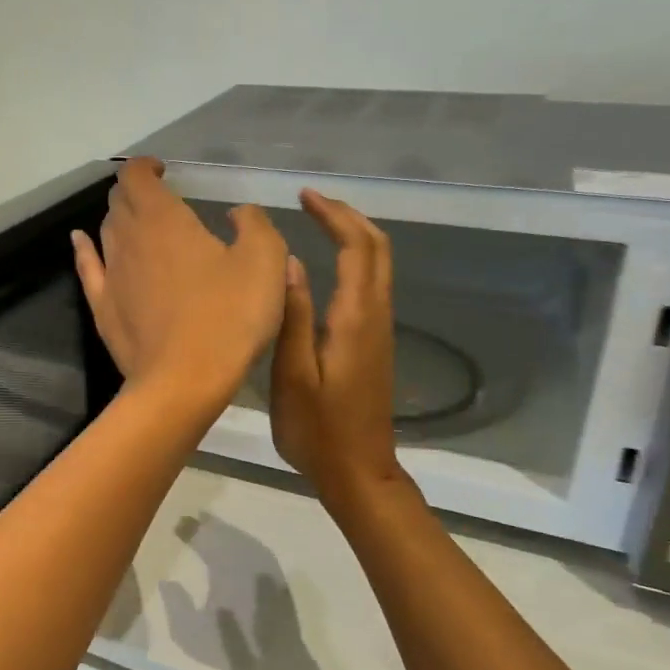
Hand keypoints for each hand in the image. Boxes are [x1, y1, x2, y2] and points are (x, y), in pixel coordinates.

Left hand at [72, 157, 287, 410]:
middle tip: (158, 198)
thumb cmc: (228, 317)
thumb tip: (238, 213)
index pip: (137, 176)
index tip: (164, 170)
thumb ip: (254, 225)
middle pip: (120, 201)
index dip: (146, 166)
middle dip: (135, 191)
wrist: (183, 382)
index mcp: (163, 219)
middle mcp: (128, 238)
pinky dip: (84, 248)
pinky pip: (87, 266)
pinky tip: (81, 240)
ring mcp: (110, 273)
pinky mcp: (102, 307)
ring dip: (120, 219)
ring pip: (106, 231)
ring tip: (139, 223)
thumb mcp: (265, 261)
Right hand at [270, 190, 404, 504]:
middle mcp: (375, 316)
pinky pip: (372, 284)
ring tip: (316, 221)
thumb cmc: (318, 430)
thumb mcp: (293, 375)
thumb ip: (293, 316)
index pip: (356, 248)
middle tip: (311, 201)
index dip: (333, 216)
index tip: (304, 197)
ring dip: (354, 234)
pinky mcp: (376, 343)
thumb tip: (289, 262)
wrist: (359, 473)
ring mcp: (380, 330)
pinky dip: (355, 258)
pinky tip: (328, 263)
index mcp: (355, 319)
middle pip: (377, 249)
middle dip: (348, 216)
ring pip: (379, 265)